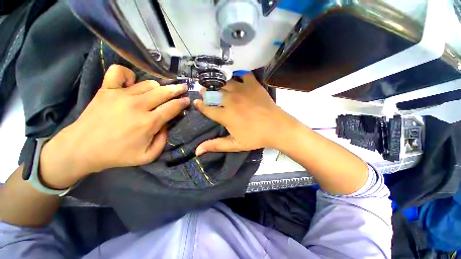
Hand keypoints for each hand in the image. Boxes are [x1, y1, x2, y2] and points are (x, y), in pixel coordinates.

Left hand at [39, 65, 189, 188]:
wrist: (81, 148)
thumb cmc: (116, 154)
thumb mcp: (147, 156)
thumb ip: (163, 141)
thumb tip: (166, 125)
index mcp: (148, 122)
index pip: (172, 107)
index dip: (182, 103)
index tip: (187, 100)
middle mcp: (138, 105)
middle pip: (164, 92)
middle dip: (177, 89)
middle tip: (183, 88)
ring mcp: (121, 94)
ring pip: (148, 83)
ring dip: (159, 87)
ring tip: (161, 91)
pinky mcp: (106, 89)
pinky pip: (119, 72)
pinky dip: (128, 74)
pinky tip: (132, 82)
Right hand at [194, 73, 297, 155]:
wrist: (277, 128)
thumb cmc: (255, 138)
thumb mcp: (235, 144)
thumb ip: (215, 145)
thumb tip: (197, 151)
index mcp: (225, 115)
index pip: (207, 108)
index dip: (200, 105)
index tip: (196, 103)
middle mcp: (230, 100)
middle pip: (213, 93)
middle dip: (206, 92)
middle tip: (205, 92)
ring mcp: (242, 90)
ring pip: (224, 82)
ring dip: (218, 84)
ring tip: (216, 85)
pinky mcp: (253, 85)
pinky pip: (243, 74)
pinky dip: (238, 74)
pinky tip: (236, 77)